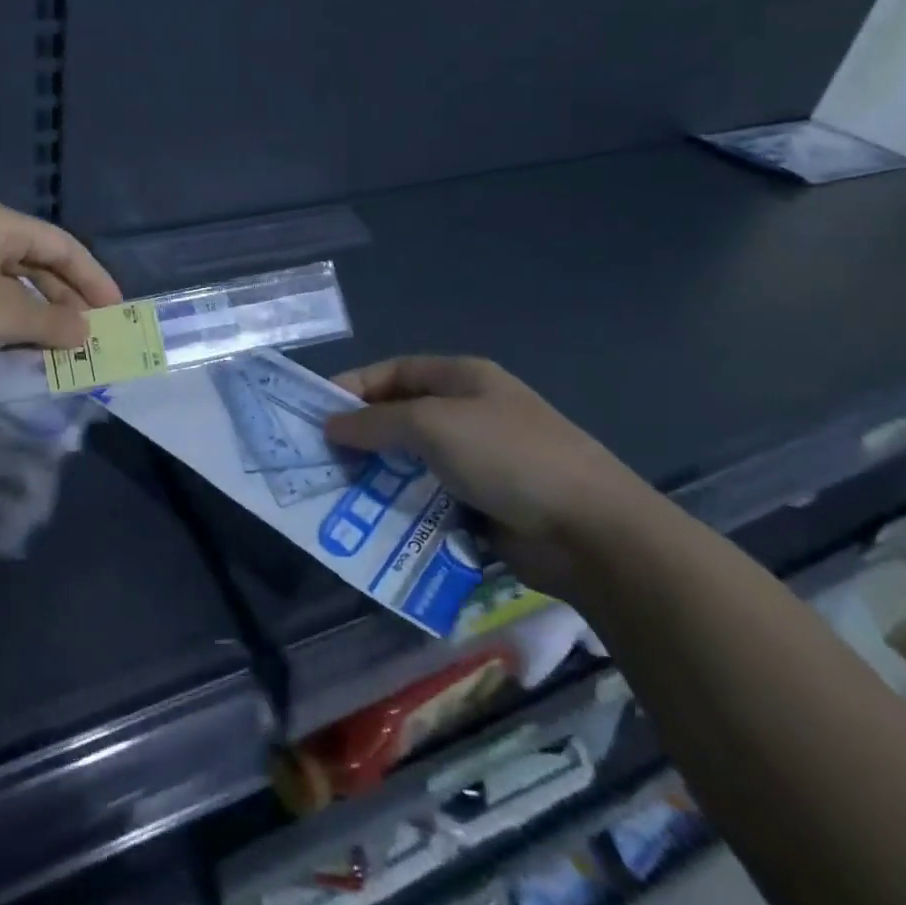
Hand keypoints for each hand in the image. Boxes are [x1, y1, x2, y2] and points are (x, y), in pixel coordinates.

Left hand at [0, 202, 121, 382]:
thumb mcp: (1, 316)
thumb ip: (51, 323)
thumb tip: (85, 331)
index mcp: (0, 226)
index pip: (64, 247)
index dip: (95, 279)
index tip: (118, 312)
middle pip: (41, 266)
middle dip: (69, 302)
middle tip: (94, 337)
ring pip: (16, 289)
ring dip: (42, 320)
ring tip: (64, 352)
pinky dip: (12, 328)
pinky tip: (24, 354)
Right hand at [324, 356, 661, 596]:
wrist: (590, 532)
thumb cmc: (507, 456)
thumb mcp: (432, 425)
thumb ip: (376, 422)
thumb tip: (331, 425)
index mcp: (461, 379)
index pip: (393, 372)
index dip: (353, 387)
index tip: (315, 412)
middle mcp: (467, 413)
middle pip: (400, 417)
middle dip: (361, 436)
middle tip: (321, 458)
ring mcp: (477, 460)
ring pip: (411, 462)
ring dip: (378, 476)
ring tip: (339, 493)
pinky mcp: (482, 504)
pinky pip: (429, 498)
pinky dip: (403, 507)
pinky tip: (375, 522)